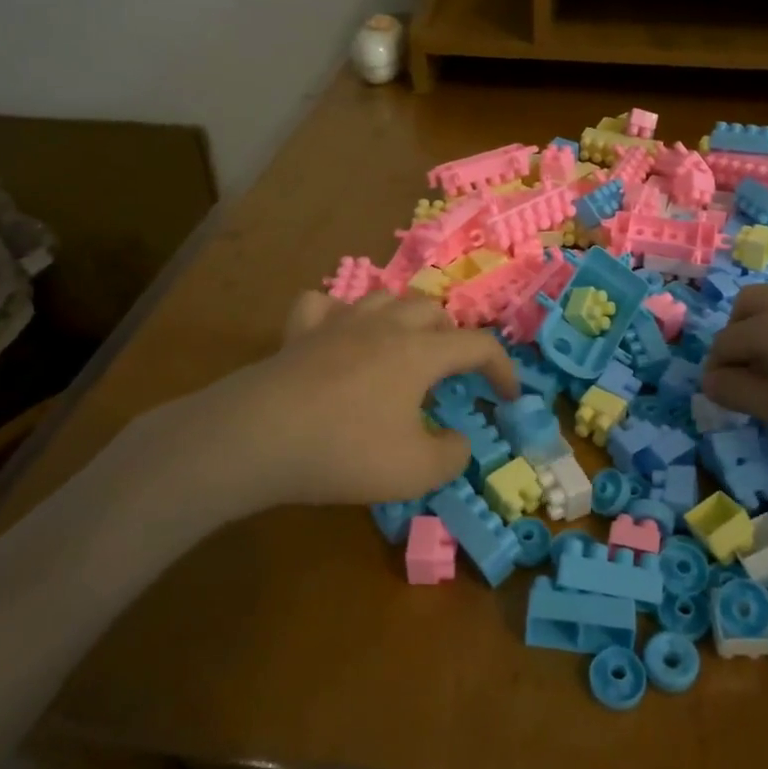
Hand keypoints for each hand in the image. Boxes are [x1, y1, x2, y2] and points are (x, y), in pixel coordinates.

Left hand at [127, 292, 518, 520]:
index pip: (478, 345)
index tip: (509, 396)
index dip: (503, 369)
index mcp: (420, 352)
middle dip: (452, 338)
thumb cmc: (346, 452)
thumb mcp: (416, 470)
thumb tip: (457, 439)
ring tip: (403, 348)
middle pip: (432, 311)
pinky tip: (336, 335)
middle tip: (451, 374)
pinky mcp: (298, 333)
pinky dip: (337, 316)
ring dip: (404, 318)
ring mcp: (337, 323)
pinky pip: (323, 306)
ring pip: (384, 298)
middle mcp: (384, 325)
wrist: (257, 437)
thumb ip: (452, 454)